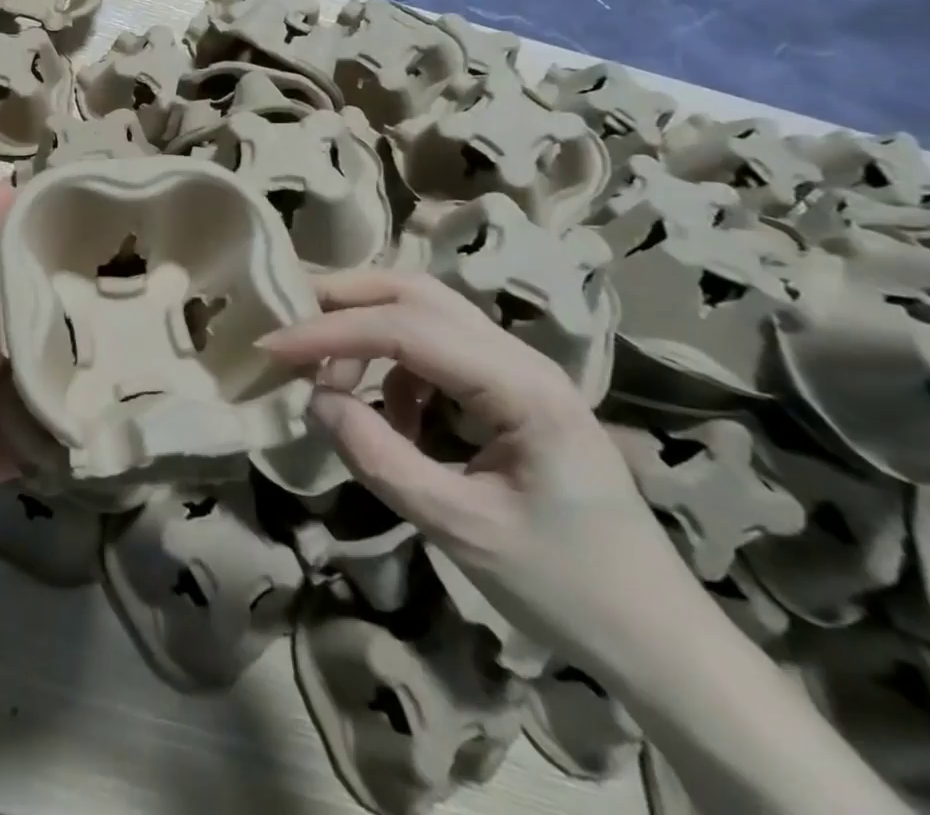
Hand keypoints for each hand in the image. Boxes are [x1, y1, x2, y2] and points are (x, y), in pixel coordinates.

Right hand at [259, 269, 697, 670]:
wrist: (657, 637)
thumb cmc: (566, 586)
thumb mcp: (460, 529)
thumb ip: (379, 457)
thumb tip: (315, 399)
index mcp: (520, 384)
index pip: (406, 328)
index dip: (331, 331)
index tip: (272, 348)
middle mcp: (519, 356)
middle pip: (417, 292)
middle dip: (345, 298)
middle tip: (288, 318)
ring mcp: (516, 369)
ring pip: (425, 312)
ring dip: (367, 329)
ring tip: (326, 373)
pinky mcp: (507, 389)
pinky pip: (435, 350)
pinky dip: (392, 365)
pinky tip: (387, 413)